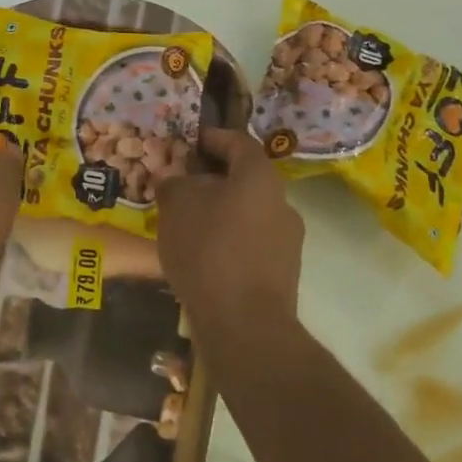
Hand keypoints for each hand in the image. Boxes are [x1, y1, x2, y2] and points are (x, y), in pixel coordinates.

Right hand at [155, 127, 303, 329]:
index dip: (213, 137)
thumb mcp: (177, 206)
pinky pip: (250, 243)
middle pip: (245, 179)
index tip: (190, 142)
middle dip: (213, 179)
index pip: (239, 142)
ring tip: (187, 223)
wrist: (245, 324)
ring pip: (248, 213)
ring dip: (220, 211)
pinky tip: (203, 256)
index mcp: (261, 177)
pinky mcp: (282, 273)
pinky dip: (228, 240)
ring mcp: (287, 240)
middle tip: (182, 185)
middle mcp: (282, 202)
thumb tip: (175, 179)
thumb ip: (174, 183)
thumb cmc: (209, 250)